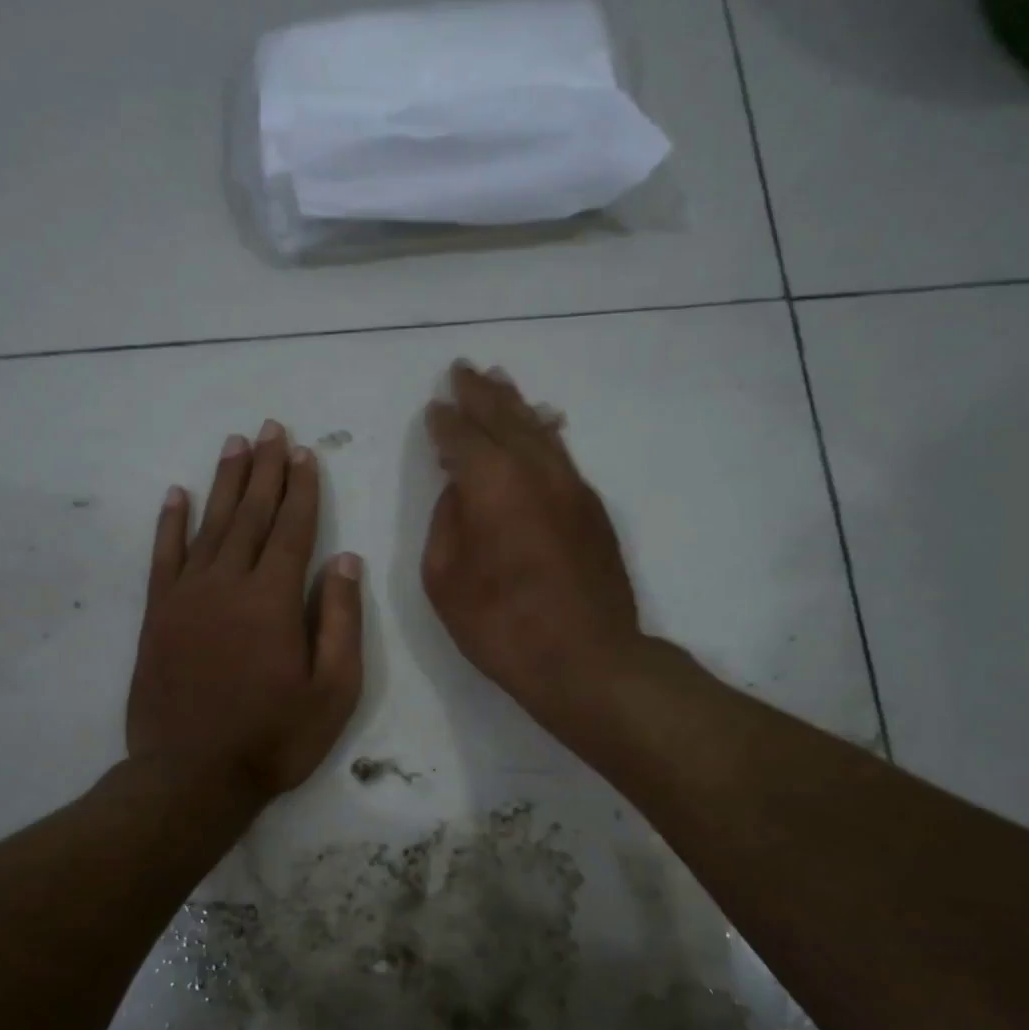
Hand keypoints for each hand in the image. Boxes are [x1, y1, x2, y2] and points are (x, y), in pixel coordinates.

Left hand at [128, 421, 362, 806]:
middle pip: (250, 514)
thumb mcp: (333, 690)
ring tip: (235, 444)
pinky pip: (163, 556)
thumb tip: (345, 559)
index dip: (302, 489)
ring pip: (209, 525)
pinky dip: (170, 523)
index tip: (305, 453)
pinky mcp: (157, 615)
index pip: (292, 529)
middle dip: (264, 470)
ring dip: (224, 482)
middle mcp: (227, 583)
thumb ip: (340, 620)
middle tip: (270, 429)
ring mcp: (186, 596)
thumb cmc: (274, 738)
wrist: (191, 776)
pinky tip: (177, 494)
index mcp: (273, 599)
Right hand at [422, 362, 640, 738]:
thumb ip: (447, 523)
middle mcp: (537, 471)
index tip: (435, 406)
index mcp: (493, 484)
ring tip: (500, 383)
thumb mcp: (446, 580)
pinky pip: (562, 455)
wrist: (587, 659)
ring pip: (540, 431)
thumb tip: (460, 491)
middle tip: (464, 370)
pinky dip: (544, 434)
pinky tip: (541, 427)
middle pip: (505, 418)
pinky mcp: (593, 509)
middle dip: (481, 393)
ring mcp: (572, 487)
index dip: (445, 421)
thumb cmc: (502, 626)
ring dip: (516, 405)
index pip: (462, 437)